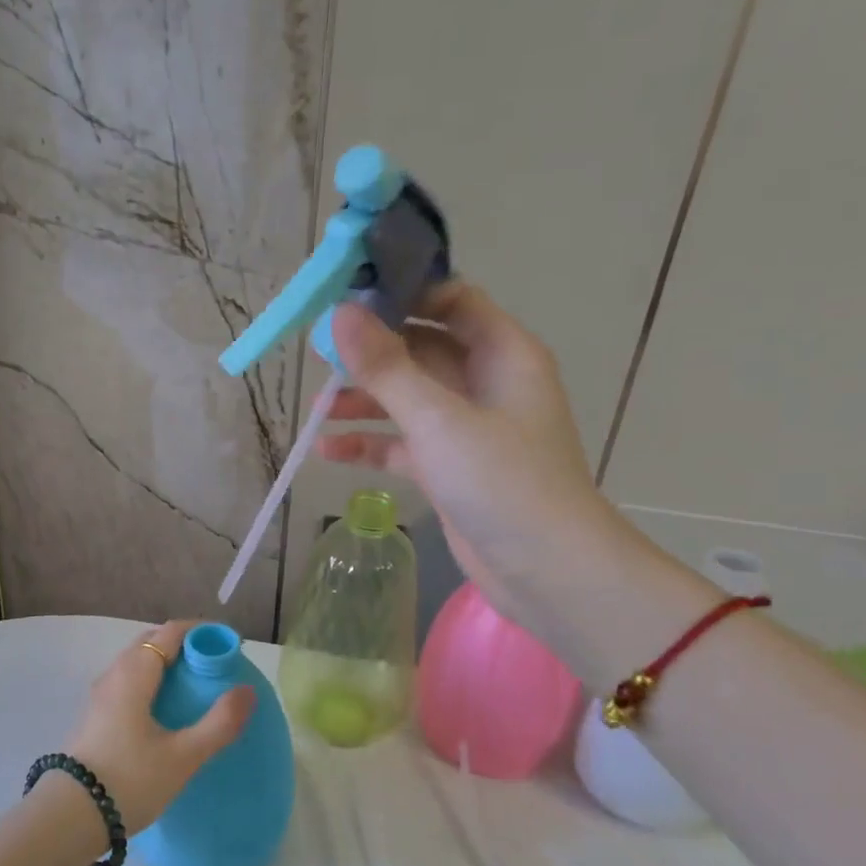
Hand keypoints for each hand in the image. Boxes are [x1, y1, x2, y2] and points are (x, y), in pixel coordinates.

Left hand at [64, 621, 253, 832]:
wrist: (71, 816)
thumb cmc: (130, 779)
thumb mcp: (183, 755)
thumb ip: (219, 722)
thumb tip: (247, 690)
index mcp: (134, 672)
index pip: (171, 632)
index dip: (202, 632)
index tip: (228, 645)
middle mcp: (114, 674)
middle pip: (151, 642)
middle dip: (184, 645)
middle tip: (214, 666)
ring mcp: (100, 695)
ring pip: (137, 663)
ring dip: (166, 664)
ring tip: (194, 688)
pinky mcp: (95, 716)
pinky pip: (128, 682)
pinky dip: (151, 682)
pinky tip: (165, 711)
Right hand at [317, 283, 623, 628]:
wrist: (547, 571)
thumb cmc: (502, 482)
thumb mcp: (438, 419)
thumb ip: (387, 367)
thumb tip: (341, 313)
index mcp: (501, 354)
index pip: (451, 300)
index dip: (403, 294)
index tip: (349, 299)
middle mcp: (485, 382)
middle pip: (420, 349)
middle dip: (371, 353)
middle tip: (319, 355)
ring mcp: (466, 427)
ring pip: (407, 398)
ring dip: (364, 401)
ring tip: (317, 409)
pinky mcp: (449, 467)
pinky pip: (402, 442)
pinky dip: (370, 444)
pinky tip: (328, 450)